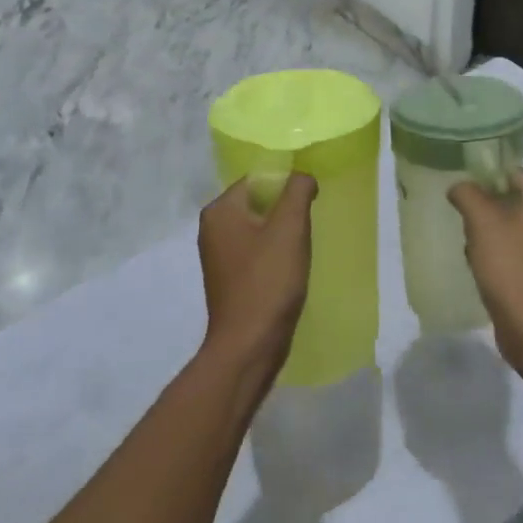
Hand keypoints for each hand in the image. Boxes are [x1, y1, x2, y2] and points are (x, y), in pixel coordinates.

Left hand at [197, 173, 317, 375]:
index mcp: (220, 210)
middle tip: (309, 224)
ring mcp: (218, 255)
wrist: (249, 345)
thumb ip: (298, 190)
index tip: (310, 203)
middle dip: (285, 210)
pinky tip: (290, 268)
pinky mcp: (228, 278)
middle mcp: (212, 228)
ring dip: (282, 233)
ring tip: (302, 247)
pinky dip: (273, 253)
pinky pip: (255, 251)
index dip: (287, 186)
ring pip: (258, 228)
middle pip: (258, 202)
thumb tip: (302, 177)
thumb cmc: (268, 281)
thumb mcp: (290, 227)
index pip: (258, 179)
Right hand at [448, 172, 522, 368]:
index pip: (515, 174)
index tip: (461, 187)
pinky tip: (479, 268)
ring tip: (468, 245)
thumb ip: (467, 194)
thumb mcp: (482, 221)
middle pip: (513, 201)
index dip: (487, 176)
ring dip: (488, 233)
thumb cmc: (510, 266)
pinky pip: (514, 253)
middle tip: (462, 217)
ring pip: (511, 229)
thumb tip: (459, 187)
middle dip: (485, 208)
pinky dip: (497, 255)